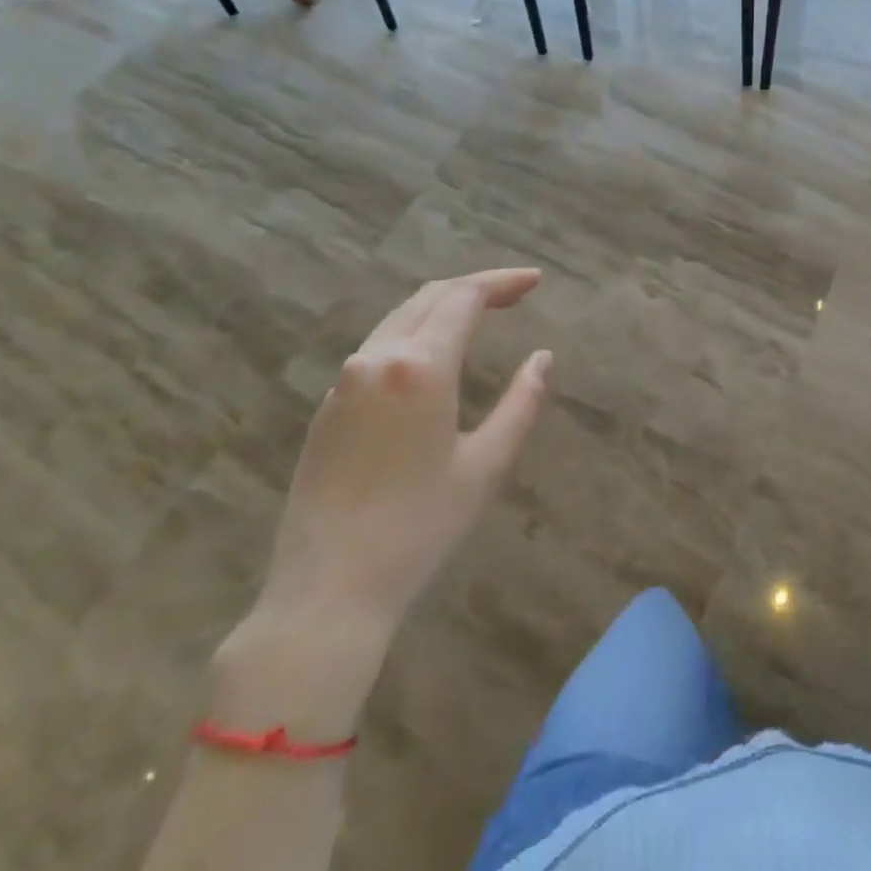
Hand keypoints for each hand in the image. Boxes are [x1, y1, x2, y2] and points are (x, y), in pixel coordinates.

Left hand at [214, 268, 550, 737]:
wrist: (327, 589)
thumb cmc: (420, 528)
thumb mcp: (487, 465)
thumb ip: (522, 403)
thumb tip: (543, 358)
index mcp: (419, 368)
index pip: (464, 298)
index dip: (502, 282)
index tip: (536, 281)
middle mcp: (376, 359)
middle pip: (428, 297)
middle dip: (475, 287)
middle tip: (516, 293)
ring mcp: (343, 381)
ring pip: (399, 319)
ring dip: (442, 308)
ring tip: (481, 315)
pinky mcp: (327, 406)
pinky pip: (377, 348)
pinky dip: (415, 334)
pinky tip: (434, 356)